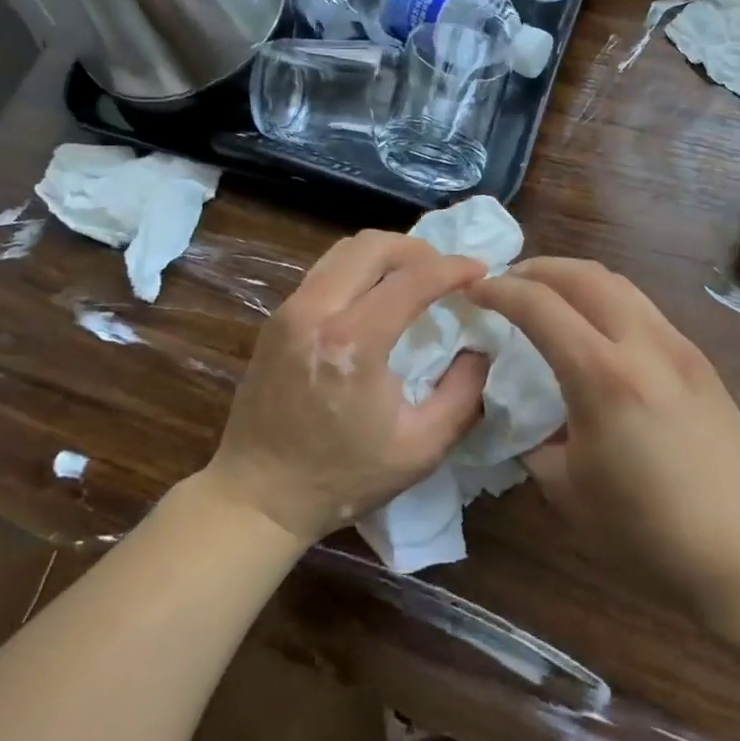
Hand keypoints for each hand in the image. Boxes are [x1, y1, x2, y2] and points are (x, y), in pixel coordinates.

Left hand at [206, 231, 490, 544]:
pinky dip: (359, 269)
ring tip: (413, 276)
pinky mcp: (277, 318)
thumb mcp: (421, 448)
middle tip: (445, 271)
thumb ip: (463, 394)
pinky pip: (325, 270)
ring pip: (345, 250)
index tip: (481, 270)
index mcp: (353, 342)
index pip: (412, 279)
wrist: (258, 495)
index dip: (453, 268)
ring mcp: (290, 310)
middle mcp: (316, 311)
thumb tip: (480, 350)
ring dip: (386, 254)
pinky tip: (376, 294)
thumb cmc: (342, 477)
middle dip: (418, 249)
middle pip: (373, 245)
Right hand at [468, 258, 739, 642]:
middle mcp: (642, 344)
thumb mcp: (569, 493)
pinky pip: (640, 307)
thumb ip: (536, 442)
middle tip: (506, 283)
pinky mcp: (697, 358)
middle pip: (583, 275)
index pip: (540, 306)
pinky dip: (603, 299)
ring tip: (546, 295)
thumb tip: (526, 419)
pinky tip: (593, 328)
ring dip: (573, 278)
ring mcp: (677, 346)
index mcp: (604, 377)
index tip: (473, 292)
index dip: (500, 292)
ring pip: (617, 283)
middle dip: (536, 269)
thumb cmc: (650, 534)